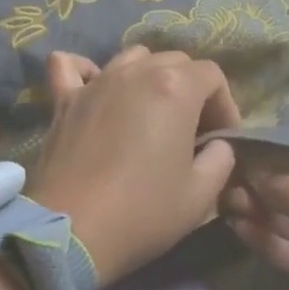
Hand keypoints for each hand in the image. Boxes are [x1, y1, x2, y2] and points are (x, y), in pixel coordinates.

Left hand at [24, 46, 241, 285]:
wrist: (72, 231)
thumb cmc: (143, 212)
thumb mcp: (201, 194)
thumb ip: (221, 158)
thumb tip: (216, 144)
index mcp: (175, 88)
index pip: (212, 75)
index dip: (225, 104)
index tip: (222, 138)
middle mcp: (135, 73)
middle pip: (175, 61)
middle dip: (192, 89)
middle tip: (192, 130)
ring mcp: (96, 82)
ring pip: (132, 58)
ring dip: (150, 76)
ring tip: (151, 111)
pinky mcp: (63, 99)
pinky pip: (71, 66)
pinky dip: (86, 70)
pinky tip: (95, 86)